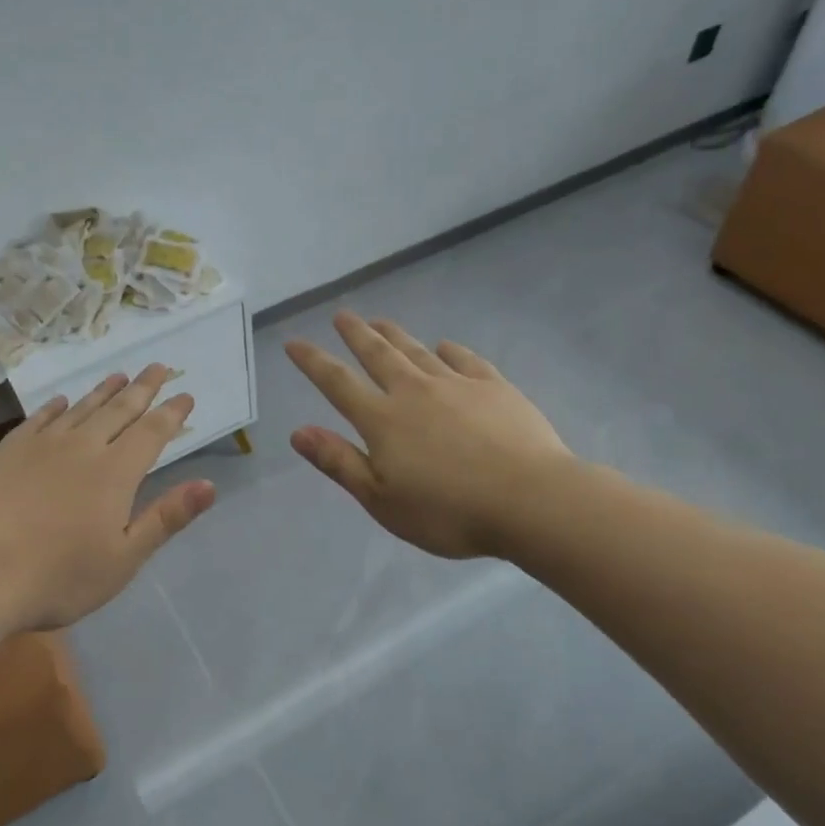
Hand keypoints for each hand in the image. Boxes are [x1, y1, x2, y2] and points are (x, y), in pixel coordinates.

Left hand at [0, 364, 217, 634]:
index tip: (186, 394)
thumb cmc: (57, 577)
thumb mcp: (123, 559)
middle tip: (158, 366)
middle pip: (119, 410)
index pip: (152, 432)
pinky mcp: (6, 452)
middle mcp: (82, 447)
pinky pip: (38, 419)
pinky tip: (61, 402)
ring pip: (80, 408)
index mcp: (115, 473)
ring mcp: (40, 446)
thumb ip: (166, 518)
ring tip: (119, 375)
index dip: (171, 413)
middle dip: (142, 388)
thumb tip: (209, 485)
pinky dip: (55, 407)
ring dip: (103, 391)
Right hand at [286, 313, 568, 559]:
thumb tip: (298, 432)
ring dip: (395, 335)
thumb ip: (339, 462)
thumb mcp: (381, 499)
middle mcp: (414, 391)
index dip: (313, 362)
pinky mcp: (495, 388)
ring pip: (417, 351)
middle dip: (356, 334)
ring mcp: (457, 385)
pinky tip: (445, 346)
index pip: (337, 383)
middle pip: (378, 355)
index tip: (294, 343)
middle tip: (342, 315)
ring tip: (380, 321)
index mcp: (383, 420)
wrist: (530, 500)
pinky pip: (465, 360)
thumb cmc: (448, 511)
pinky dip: (450, 350)